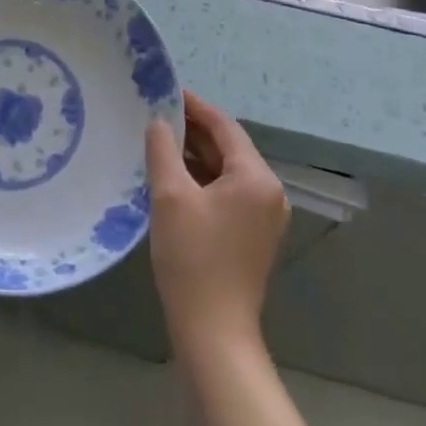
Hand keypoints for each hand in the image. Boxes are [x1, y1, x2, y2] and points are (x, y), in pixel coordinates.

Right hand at [145, 91, 289, 361]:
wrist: (214, 333)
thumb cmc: (193, 258)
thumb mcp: (170, 196)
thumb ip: (163, 150)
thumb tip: (159, 122)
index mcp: (256, 177)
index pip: (224, 126)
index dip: (194, 106)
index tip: (166, 92)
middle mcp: (269, 192)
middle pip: (228, 147)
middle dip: (193, 131)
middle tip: (156, 115)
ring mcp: (264, 217)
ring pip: (227, 171)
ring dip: (196, 156)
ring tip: (159, 142)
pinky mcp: (253, 235)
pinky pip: (228, 193)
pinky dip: (203, 180)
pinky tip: (173, 177)